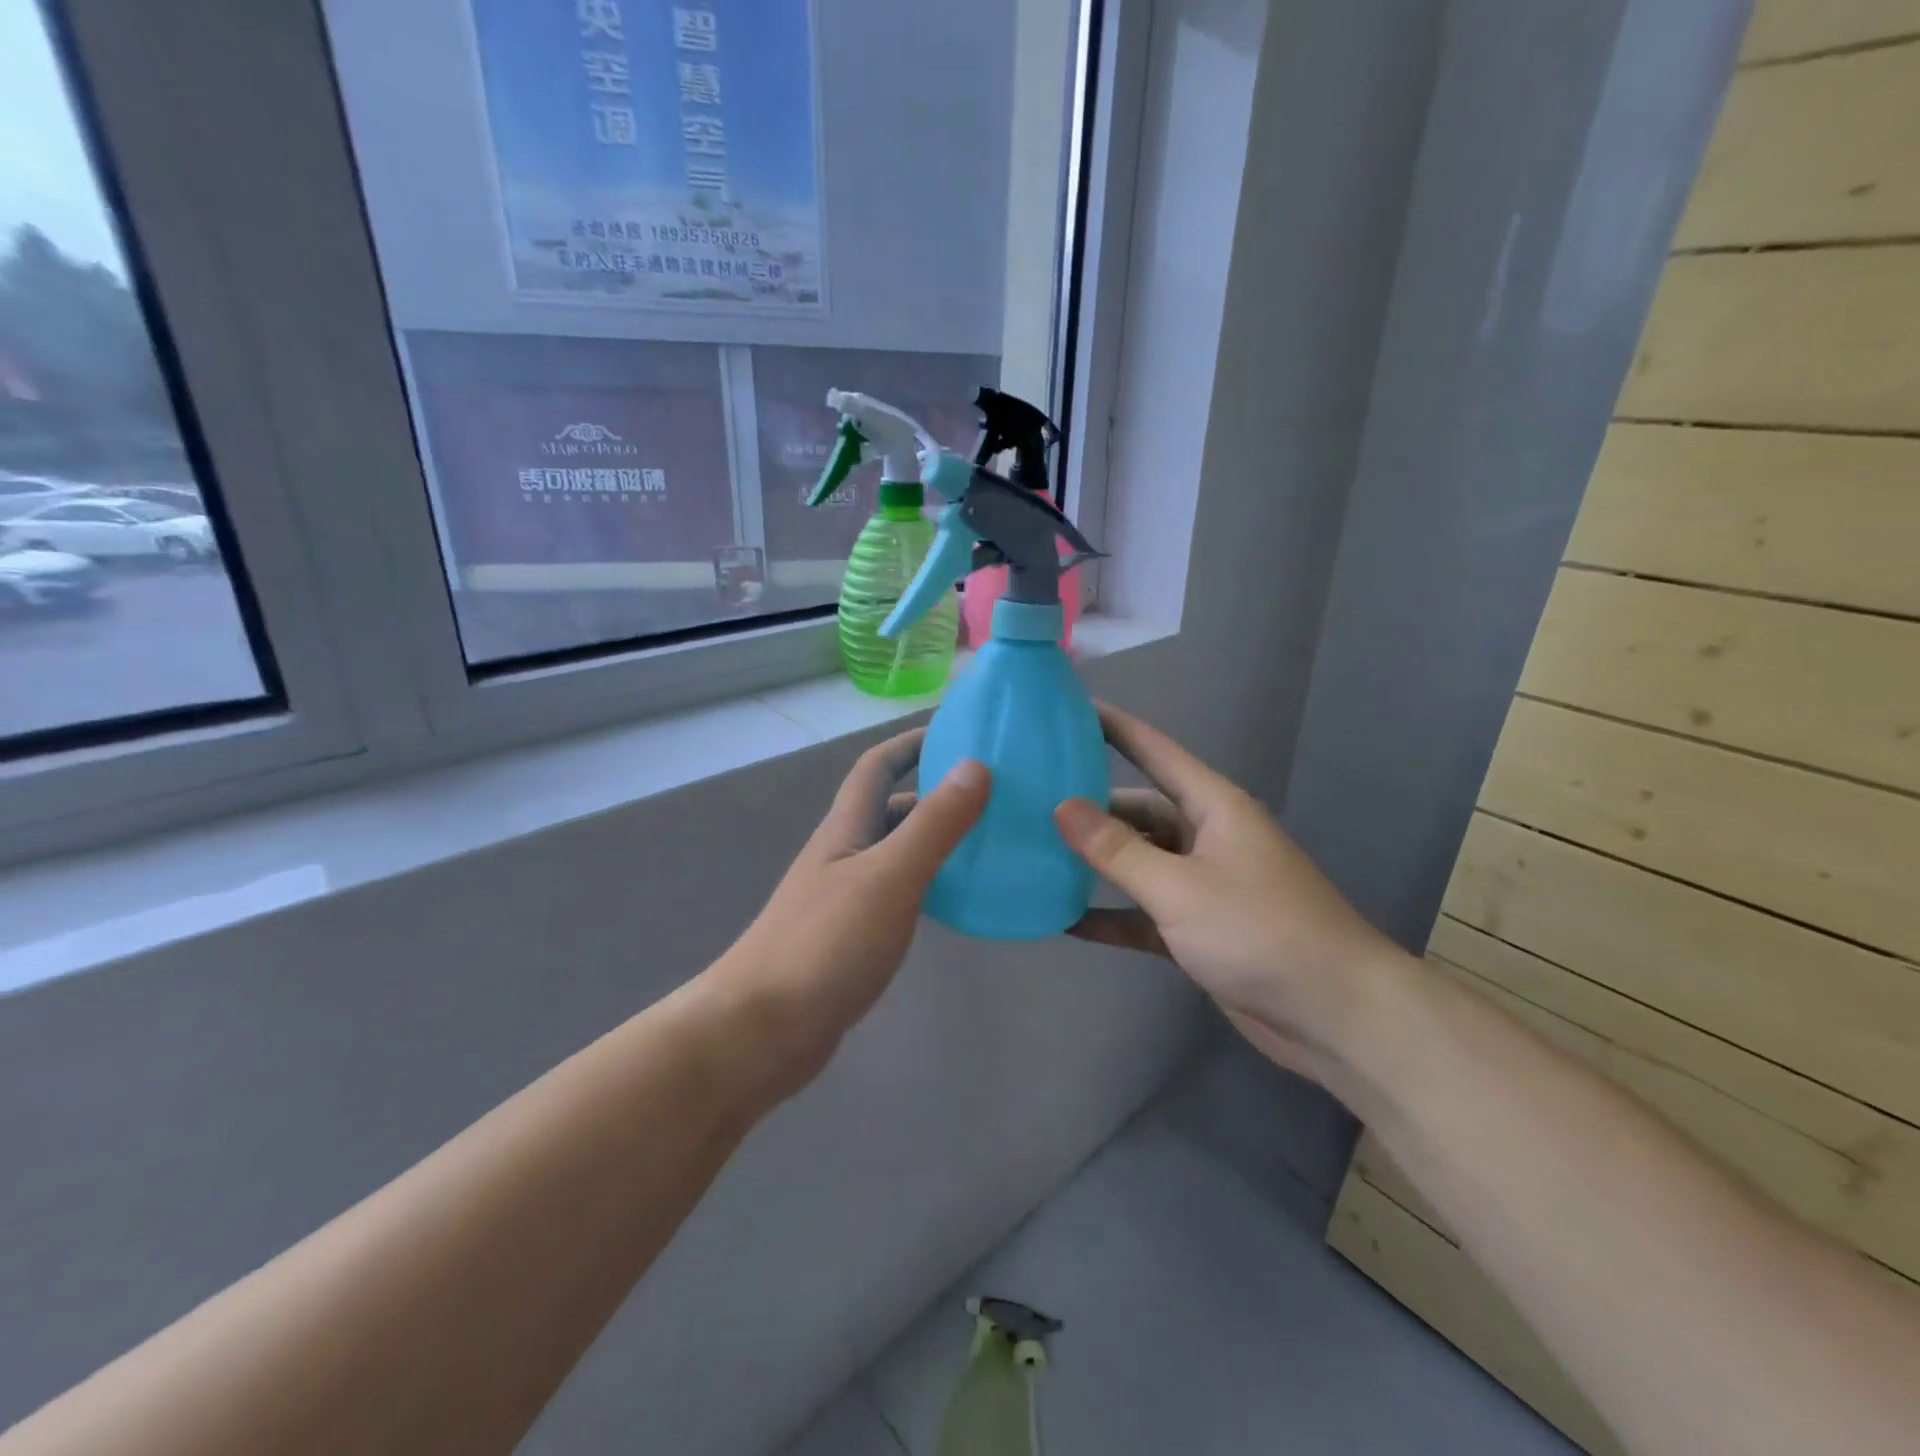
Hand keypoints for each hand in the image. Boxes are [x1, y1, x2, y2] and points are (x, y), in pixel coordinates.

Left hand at [717, 729, 988, 1091]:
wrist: (760, 1031)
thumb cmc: (825, 944)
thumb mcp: (889, 876)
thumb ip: (935, 823)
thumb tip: (976, 764)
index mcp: (847, 829)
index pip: (876, 766)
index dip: (911, 742)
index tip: (958, 731)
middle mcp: (843, 854)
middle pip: (891, 809)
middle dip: (935, 793)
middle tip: (994, 795)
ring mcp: (844, 898)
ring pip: (896, 853)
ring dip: (935, 841)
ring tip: (989, 843)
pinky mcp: (850, 938)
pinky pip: (897, 894)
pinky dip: (929, 885)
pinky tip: (957, 901)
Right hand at [1053, 704, 1402, 1082]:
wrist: (1335, 1015)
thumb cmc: (1260, 931)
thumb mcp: (1179, 886)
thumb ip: (1117, 850)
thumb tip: (1061, 806)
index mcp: (1213, 807)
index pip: (1154, 751)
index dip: (1113, 727)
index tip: (1067, 709)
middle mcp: (1207, 837)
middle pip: (1139, 811)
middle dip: (1090, 808)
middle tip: (1030, 803)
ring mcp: (1204, 885)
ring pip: (1139, 862)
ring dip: (1097, 865)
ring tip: (1037, 856)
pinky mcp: (1199, 930)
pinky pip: (1144, 913)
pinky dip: (1112, 916)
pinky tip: (1064, 920)